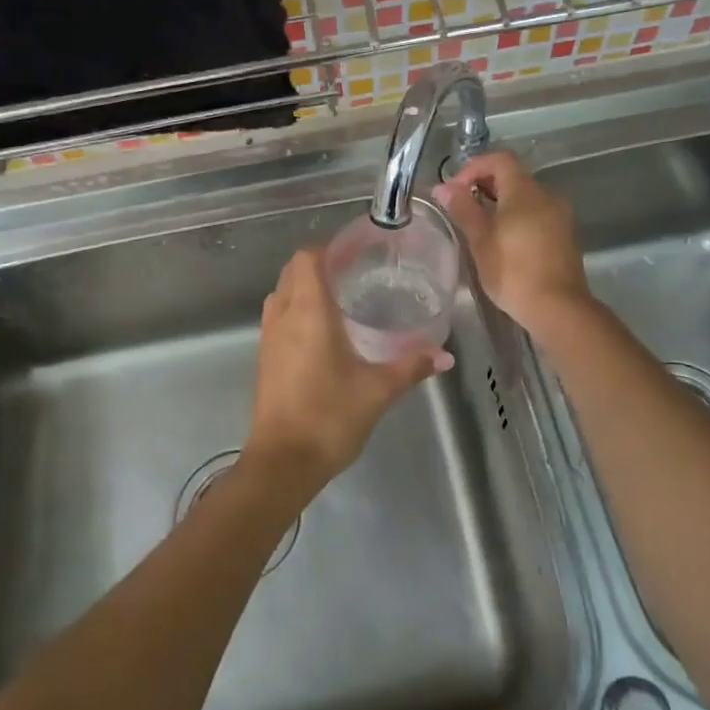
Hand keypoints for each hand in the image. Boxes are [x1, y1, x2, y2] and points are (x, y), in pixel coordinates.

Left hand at [244, 247, 450, 502]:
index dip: (329, 247)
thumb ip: (411, 366)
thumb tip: (445, 355)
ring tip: (341, 296)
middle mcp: (283, 316)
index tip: (357, 250)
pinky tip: (324, 330)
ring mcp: (269, 337)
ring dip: (305, 286)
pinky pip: (279, 316)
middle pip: (293, 270)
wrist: (283, 462)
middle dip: (319, 263)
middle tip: (355, 271)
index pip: (307, 258)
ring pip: (282, 292)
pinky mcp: (265, 357)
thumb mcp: (378, 390)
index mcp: (308, 312)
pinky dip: (297, 308)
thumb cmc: (329, 417)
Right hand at [432, 152, 590, 337]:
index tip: (454, 189)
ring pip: (525, 197)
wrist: (558, 308)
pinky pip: (536, 214)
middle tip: (461, 207)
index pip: (500, 160)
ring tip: (477, 226)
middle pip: (513, 176)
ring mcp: (559, 216)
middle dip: (484, 185)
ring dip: (499, 203)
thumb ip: (463, 208)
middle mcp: (546, 196)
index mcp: (525, 191)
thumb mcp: (480, 240)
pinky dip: (516, 217)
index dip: (474, 167)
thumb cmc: (513, 271)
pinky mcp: (564, 236)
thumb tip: (443, 187)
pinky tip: (502, 241)